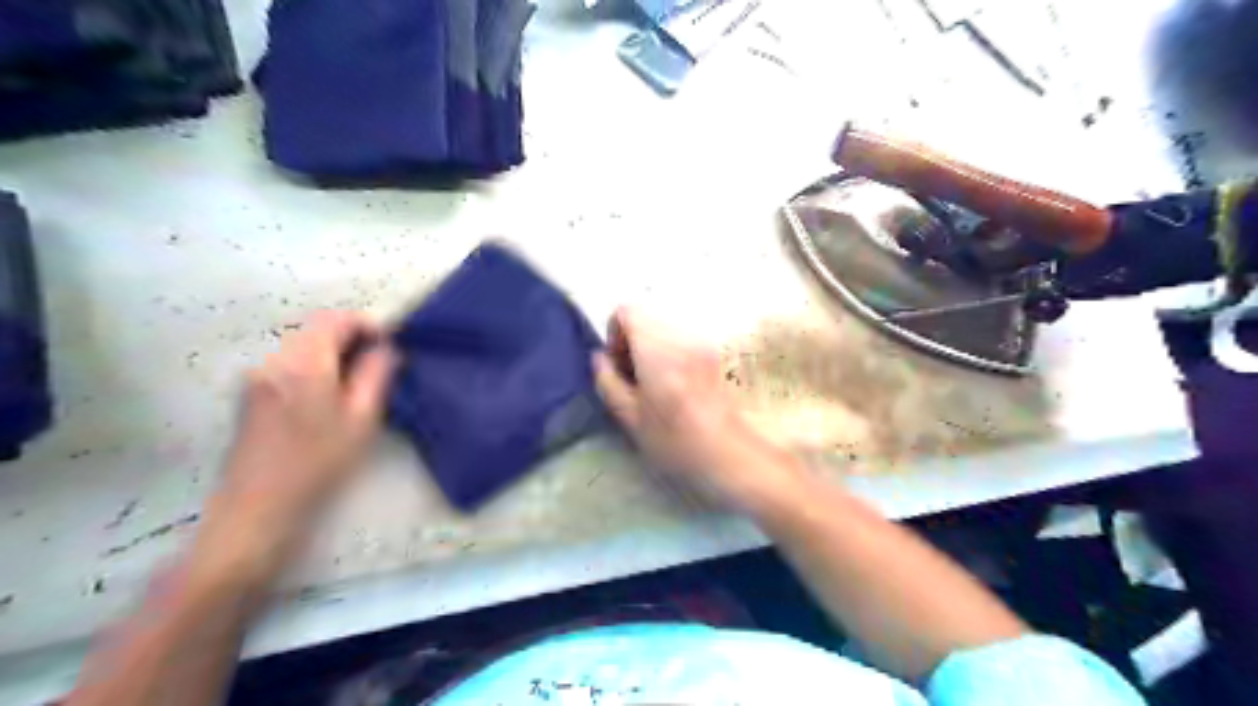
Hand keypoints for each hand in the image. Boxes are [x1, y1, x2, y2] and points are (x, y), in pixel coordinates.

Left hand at [208, 312, 395, 558]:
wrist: (257, 506)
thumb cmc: (318, 463)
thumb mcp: (361, 419)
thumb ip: (376, 375)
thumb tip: (387, 348)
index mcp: (303, 363)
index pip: (335, 319)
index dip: (366, 324)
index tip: (390, 345)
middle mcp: (274, 359)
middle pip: (315, 327)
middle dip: (350, 337)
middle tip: (379, 363)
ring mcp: (258, 374)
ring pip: (302, 344)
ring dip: (332, 350)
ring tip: (357, 380)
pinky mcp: (251, 391)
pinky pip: (289, 360)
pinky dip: (314, 364)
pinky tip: (328, 394)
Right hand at [594, 306, 804, 515]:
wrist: (728, 454)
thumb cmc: (675, 442)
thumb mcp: (630, 418)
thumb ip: (608, 382)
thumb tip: (600, 358)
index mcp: (658, 351)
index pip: (628, 311)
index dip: (615, 334)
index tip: (619, 365)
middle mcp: (682, 338)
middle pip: (646, 318)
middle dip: (632, 341)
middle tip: (633, 378)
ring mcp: (701, 343)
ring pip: (663, 328)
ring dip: (650, 348)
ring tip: (653, 384)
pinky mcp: (713, 353)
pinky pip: (680, 339)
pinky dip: (668, 353)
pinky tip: (673, 385)